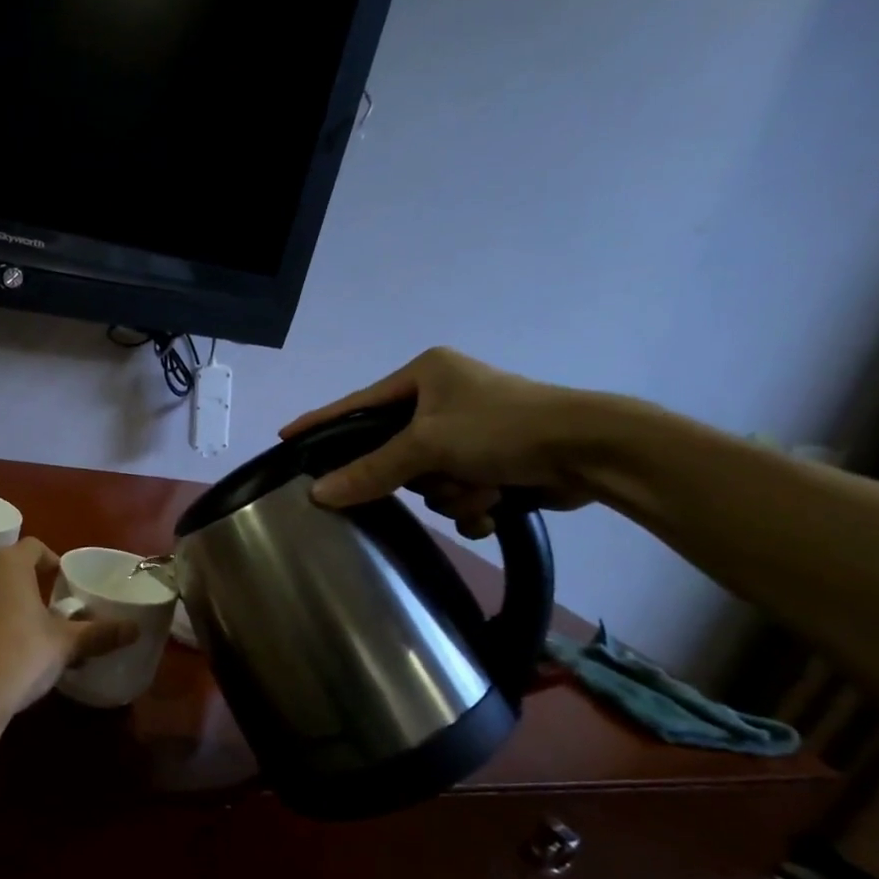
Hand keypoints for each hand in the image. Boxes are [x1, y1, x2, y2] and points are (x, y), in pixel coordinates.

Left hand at [0, 538, 138, 721]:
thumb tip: (135, 628)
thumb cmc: (22, 656)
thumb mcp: (66, 645)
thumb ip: (100, 633)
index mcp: (8, 569)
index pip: (32, 547)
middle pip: (6, 572)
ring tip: (24, 635)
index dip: (50, 558)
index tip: (63, 578)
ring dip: (3, 609)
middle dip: (27, 586)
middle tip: (48, 609)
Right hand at [279, 347, 601, 537]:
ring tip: (486, 487)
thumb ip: (370, 470)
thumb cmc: (503, 428)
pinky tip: (498, 502)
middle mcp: (444, 399)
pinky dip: (475, 504)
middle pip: (395, 452)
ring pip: (428, 481)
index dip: (322, 422)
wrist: (592, 452)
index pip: (357, 403)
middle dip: (421, 475)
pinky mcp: (494, 461)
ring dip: (455, 493)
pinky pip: (458, 493)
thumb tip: (317, 495)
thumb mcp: (428, 445)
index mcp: (426, 374)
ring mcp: (470, 432)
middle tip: (437, 475)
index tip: (286, 436)